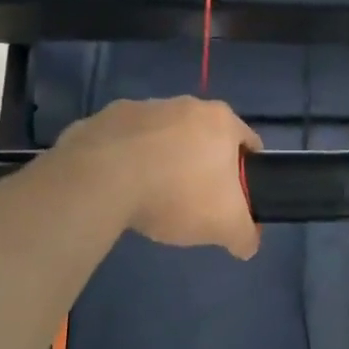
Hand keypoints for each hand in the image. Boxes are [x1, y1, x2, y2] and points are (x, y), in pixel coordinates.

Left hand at [55, 97, 263, 258]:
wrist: (101, 180)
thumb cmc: (177, 193)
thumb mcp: (225, 226)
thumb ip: (245, 235)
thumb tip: (247, 244)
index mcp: (220, 120)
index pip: (248, 142)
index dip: (247, 171)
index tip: (236, 197)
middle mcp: (184, 104)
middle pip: (203, 138)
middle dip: (202, 165)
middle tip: (194, 201)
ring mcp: (141, 107)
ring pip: (162, 137)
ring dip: (162, 160)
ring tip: (151, 196)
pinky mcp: (103, 119)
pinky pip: (123, 142)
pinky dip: (125, 160)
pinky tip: (119, 187)